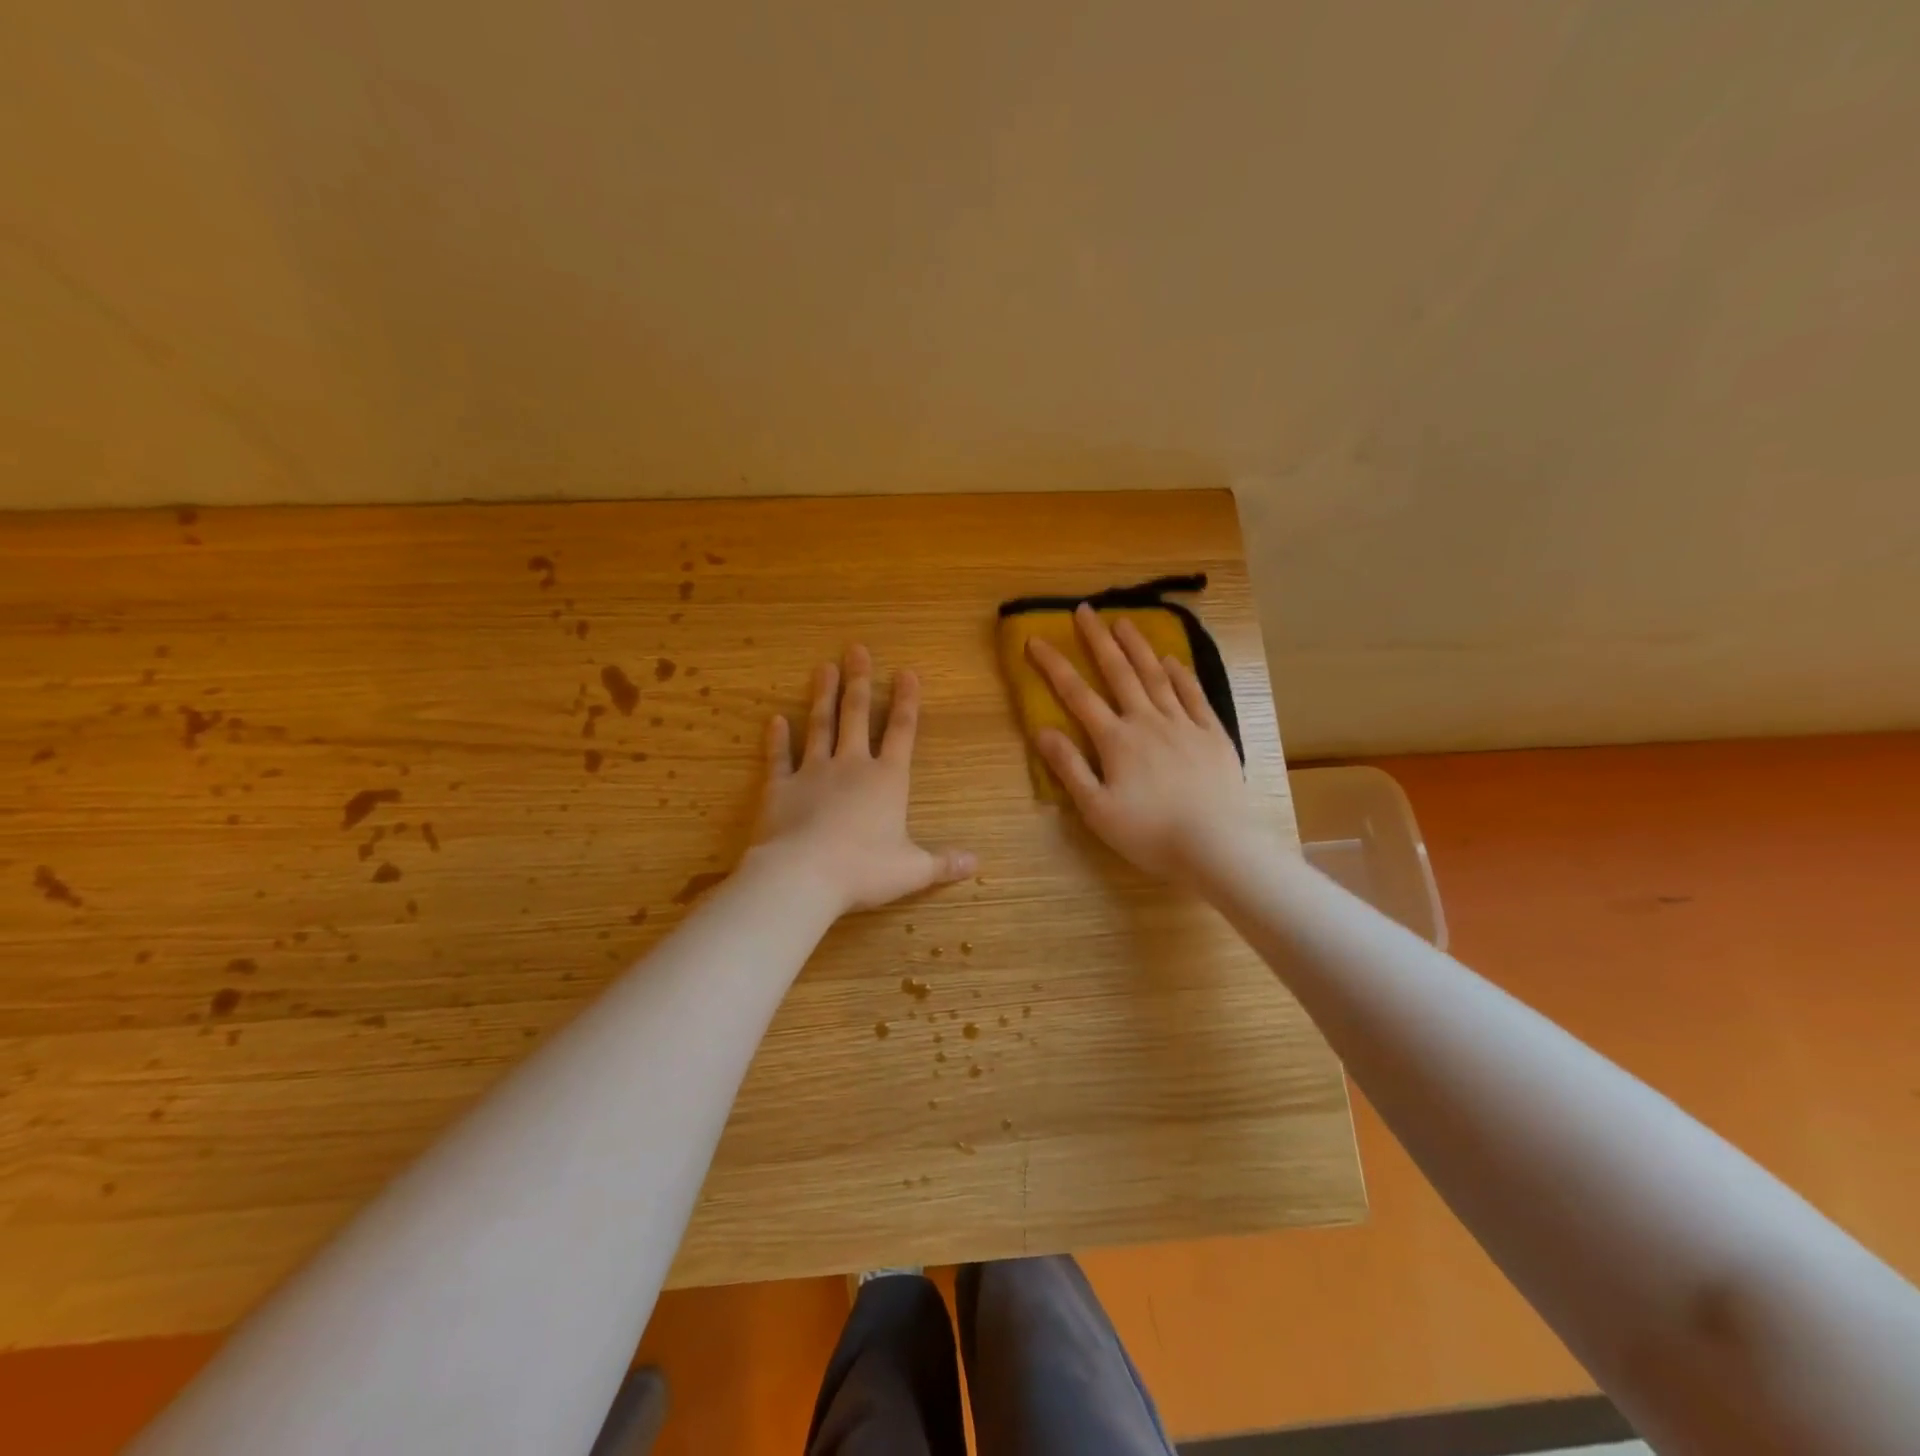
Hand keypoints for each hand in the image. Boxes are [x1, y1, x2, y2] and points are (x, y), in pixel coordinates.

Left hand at [750, 645, 975, 914]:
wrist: (803, 875)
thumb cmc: (864, 871)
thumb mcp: (912, 870)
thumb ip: (943, 863)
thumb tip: (976, 862)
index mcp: (887, 781)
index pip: (902, 732)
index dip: (907, 701)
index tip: (907, 672)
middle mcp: (851, 767)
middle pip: (857, 716)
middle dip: (859, 682)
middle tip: (856, 650)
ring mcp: (813, 772)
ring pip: (820, 726)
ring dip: (823, 696)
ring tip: (824, 667)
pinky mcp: (779, 787)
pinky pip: (778, 757)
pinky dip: (777, 739)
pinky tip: (775, 719)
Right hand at [1028, 604, 1257, 880]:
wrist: (1217, 845)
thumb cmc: (1149, 833)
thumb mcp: (1096, 809)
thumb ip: (1069, 768)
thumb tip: (1042, 730)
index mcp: (1116, 740)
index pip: (1077, 695)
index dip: (1054, 666)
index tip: (1036, 640)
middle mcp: (1148, 721)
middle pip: (1119, 672)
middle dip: (1098, 640)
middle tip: (1085, 610)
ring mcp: (1184, 724)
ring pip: (1157, 676)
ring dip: (1138, 647)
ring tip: (1124, 621)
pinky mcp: (1213, 735)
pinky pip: (1194, 696)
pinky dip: (1181, 675)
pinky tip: (1173, 660)